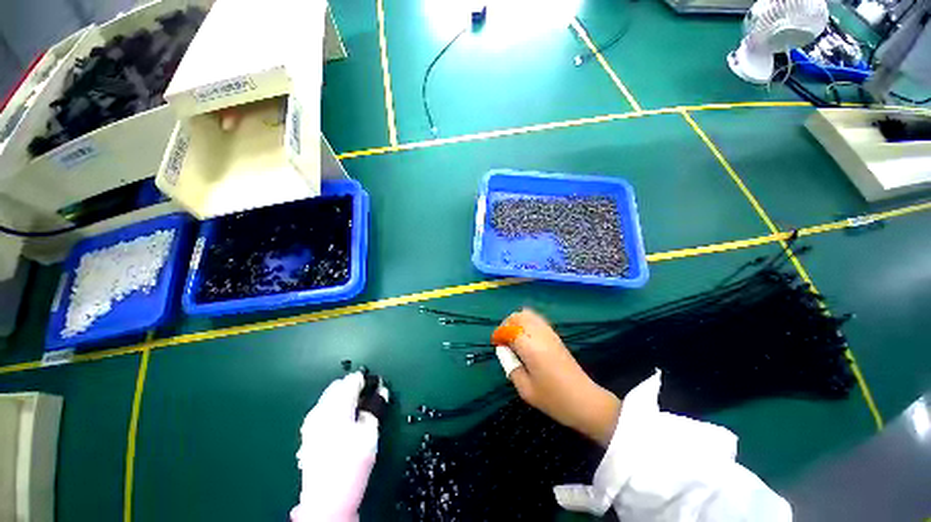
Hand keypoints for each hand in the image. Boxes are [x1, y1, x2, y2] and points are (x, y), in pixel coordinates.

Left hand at [292, 373, 378, 521]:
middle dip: (353, 386)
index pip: (352, 381)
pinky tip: (342, 420)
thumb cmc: (352, 465)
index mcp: (336, 407)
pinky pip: (322, 408)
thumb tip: (381, 390)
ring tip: (357, 409)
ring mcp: (311, 421)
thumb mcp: (370, 434)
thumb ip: (375, 408)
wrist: (326, 500)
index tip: (377, 386)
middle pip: (338, 385)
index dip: (367, 380)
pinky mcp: (307, 432)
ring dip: (343, 396)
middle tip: (369, 398)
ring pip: (329, 396)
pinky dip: (334, 406)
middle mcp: (320, 410)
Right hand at [497, 309, 621, 445]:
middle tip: (503, 339)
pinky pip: (537, 320)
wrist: (585, 401)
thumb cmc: (553, 399)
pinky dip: (527, 322)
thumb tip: (503, 351)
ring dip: (517, 321)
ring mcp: (549, 333)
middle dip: (507, 324)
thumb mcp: (525, 390)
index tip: (496, 344)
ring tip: (513, 336)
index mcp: (530, 347)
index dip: (499, 334)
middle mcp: (539, 335)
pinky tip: (526, 337)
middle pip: (518, 316)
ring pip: (529, 314)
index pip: (509, 329)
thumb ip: (511, 367)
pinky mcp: (556, 336)